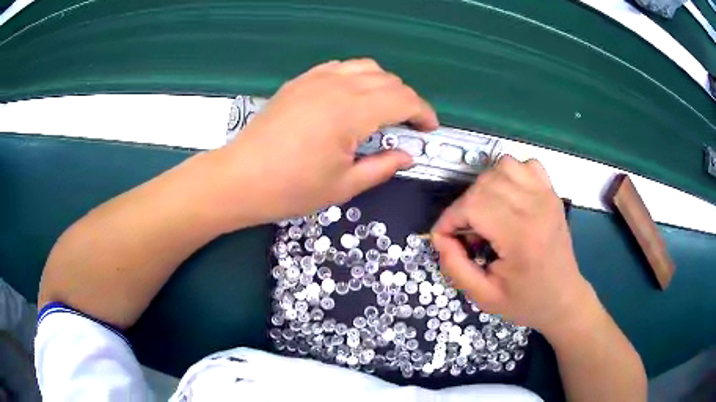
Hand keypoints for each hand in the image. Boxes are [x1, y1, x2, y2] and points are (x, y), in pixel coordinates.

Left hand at [220, 59, 437, 223]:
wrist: (240, 178)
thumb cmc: (291, 188)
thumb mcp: (344, 186)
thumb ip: (382, 166)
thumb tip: (407, 155)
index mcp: (352, 112)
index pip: (404, 99)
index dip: (424, 112)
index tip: (430, 129)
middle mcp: (337, 86)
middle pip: (388, 80)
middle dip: (407, 100)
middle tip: (408, 125)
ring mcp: (316, 79)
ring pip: (366, 67)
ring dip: (384, 85)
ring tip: (384, 109)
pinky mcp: (300, 81)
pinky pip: (339, 68)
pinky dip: (357, 77)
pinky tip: (353, 96)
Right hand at [431, 156, 595, 333]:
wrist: (563, 297)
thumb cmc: (526, 301)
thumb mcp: (484, 297)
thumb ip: (455, 268)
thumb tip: (440, 238)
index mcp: (520, 236)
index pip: (473, 205)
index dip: (449, 219)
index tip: (444, 239)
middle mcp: (535, 207)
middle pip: (484, 183)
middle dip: (464, 206)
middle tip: (466, 233)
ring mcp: (546, 195)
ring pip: (503, 166)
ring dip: (485, 186)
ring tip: (486, 213)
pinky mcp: (551, 192)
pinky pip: (525, 165)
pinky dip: (510, 174)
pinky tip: (509, 197)